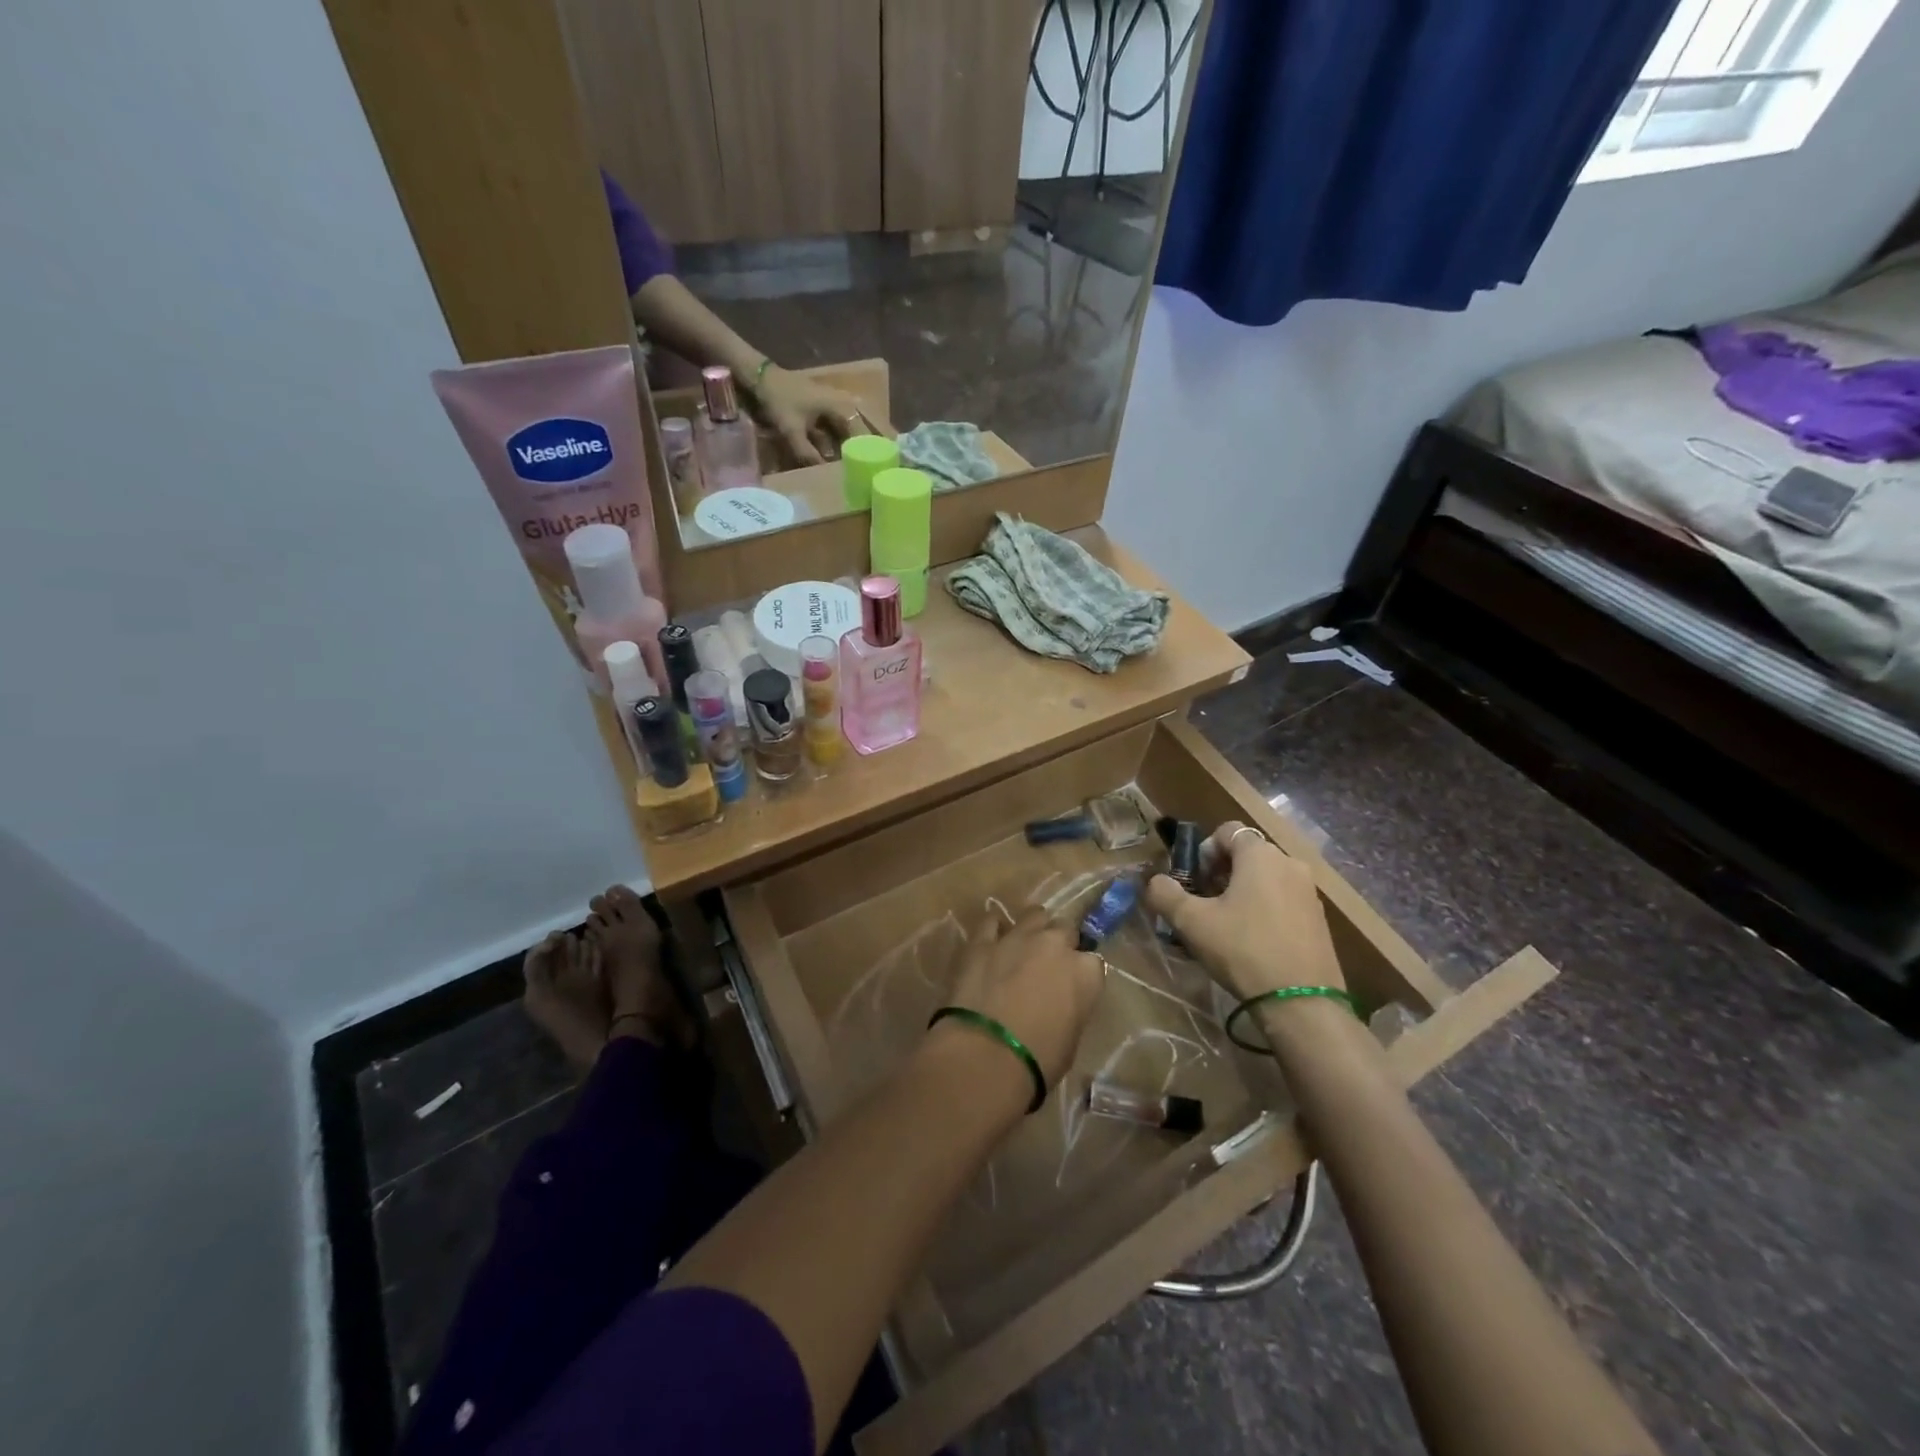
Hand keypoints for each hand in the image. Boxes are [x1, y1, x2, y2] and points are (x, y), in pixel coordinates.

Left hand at [750, 365, 895, 466]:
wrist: (765, 378)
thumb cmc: (780, 401)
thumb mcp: (791, 431)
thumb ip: (807, 454)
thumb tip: (825, 475)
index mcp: (842, 408)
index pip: (866, 435)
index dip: (876, 452)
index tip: (888, 468)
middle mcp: (848, 403)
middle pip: (872, 427)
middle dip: (883, 444)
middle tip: (897, 464)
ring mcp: (842, 402)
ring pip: (865, 423)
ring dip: (875, 438)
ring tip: (888, 456)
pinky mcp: (835, 406)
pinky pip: (853, 423)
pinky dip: (861, 433)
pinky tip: (866, 447)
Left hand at [940, 909, 1103, 1087]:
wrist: (986, 1055)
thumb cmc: (1038, 1061)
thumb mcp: (1070, 1039)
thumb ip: (1071, 1009)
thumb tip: (1059, 1004)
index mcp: (1085, 973)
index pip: (1093, 962)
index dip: (1081, 973)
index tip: (1072, 986)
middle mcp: (1055, 945)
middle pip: (1065, 929)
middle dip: (1060, 944)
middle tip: (1048, 966)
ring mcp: (1018, 937)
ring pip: (1034, 915)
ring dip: (1033, 928)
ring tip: (1024, 946)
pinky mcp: (982, 941)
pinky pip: (992, 921)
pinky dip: (995, 928)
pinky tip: (992, 940)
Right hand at [1145, 821, 1343, 1003]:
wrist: (1301, 1003)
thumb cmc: (1243, 950)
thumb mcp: (1191, 922)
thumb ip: (1165, 893)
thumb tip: (1155, 881)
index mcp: (1261, 855)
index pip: (1227, 831)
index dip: (1203, 851)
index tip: (1193, 881)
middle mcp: (1290, 864)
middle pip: (1247, 854)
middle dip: (1220, 873)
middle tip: (1203, 904)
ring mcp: (1309, 892)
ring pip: (1265, 878)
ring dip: (1241, 892)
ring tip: (1224, 925)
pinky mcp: (1319, 919)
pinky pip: (1282, 900)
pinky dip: (1263, 909)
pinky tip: (1250, 941)